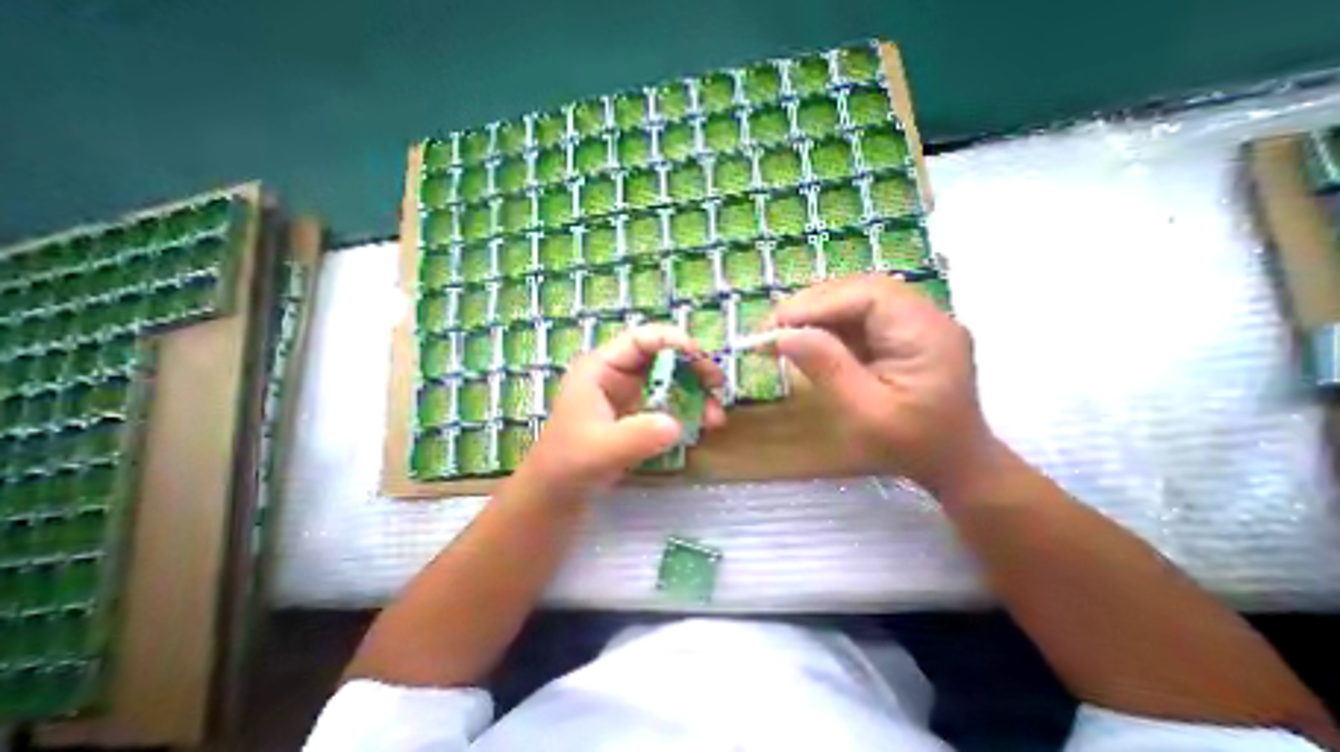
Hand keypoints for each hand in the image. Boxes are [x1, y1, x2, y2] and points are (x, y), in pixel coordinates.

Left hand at [527, 324, 732, 492]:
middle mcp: (617, 375)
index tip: (702, 359)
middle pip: (662, 357)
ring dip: (696, 393)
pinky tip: (701, 427)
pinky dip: (688, 411)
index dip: (674, 342)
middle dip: (693, 369)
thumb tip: (676, 424)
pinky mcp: (638, 414)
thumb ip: (637, 437)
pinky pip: (669, 403)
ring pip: (670, 380)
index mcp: (601, 368)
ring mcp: (629, 394)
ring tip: (714, 418)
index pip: (641, 340)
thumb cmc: (568, 465)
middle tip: (718, 386)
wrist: (557, 495)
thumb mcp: (601, 451)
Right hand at [771, 274, 998, 494]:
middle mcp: (925, 317)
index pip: (867, 295)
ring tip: (781, 333)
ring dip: (815, 314)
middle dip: (811, 306)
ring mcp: (914, 322)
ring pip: (855, 300)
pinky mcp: (901, 333)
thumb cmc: (911, 446)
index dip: (817, 303)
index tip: (775, 325)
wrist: (953, 464)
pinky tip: (806, 340)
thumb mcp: (864, 413)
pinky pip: (857, 317)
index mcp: (926, 334)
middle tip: (771, 328)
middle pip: (859, 290)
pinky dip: (826, 326)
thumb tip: (782, 335)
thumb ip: (826, 368)